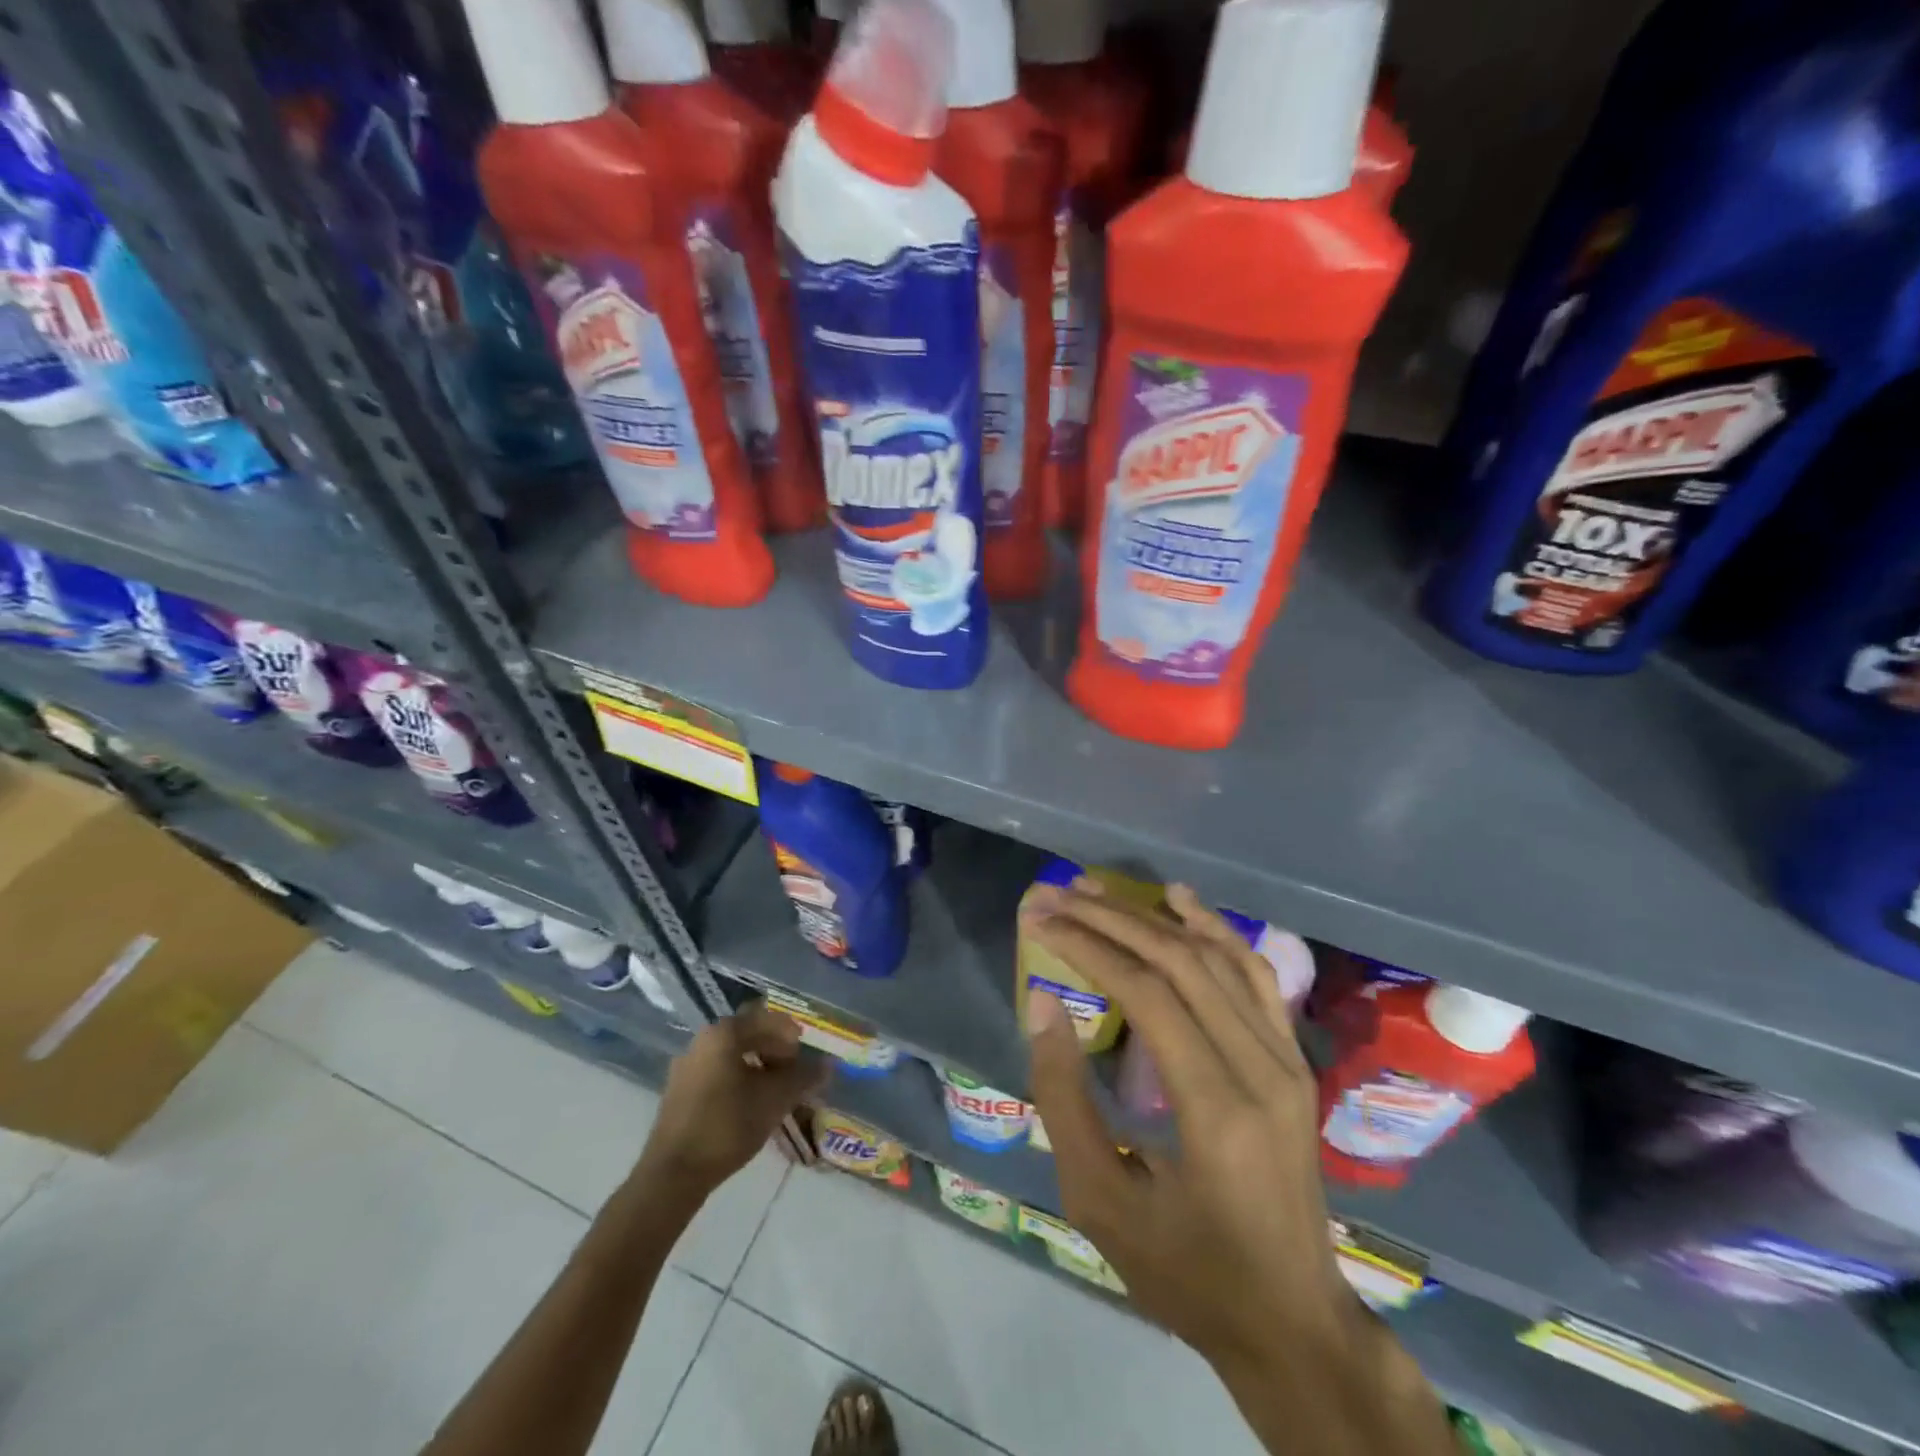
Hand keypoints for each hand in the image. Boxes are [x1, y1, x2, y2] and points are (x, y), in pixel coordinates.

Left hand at [639, 1003, 827, 1196]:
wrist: (673, 1174)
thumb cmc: (727, 1126)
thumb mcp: (774, 1100)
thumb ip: (803, 1078)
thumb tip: (828, 1065)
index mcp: (723, 1034)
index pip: (765, 1018)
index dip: (790, 1033)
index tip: (805, 1054)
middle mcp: (702, 1041)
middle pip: (748, 1034)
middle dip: (775, 1049)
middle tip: (794, 1072)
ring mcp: (687, 1066)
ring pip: (732, 1055)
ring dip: (758, 1065)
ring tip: (776, 1091)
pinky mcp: (680, 1091)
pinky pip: (717, 1072)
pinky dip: (739, 1079)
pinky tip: (751, 1105)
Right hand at [1021, 881, 1360, 1366]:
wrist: (1293, 1322)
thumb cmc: (1187, 1272)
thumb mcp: (1100, 1201)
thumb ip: (1064, 1097)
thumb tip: (1043, 1004)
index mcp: (1216, 1109)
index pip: (1146, 993)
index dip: (1087, 946)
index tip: (1040, 919)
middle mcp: (1261, 1069)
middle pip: (1181, 962)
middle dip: (1110, 920)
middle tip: (1057, 894)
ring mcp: (1287, 1060)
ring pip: (1218, 958)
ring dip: (1153, 916)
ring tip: (1099, 889)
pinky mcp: (1294, 1060)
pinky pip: (1255, 976)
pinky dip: (1215, 930)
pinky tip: (1180, 900)